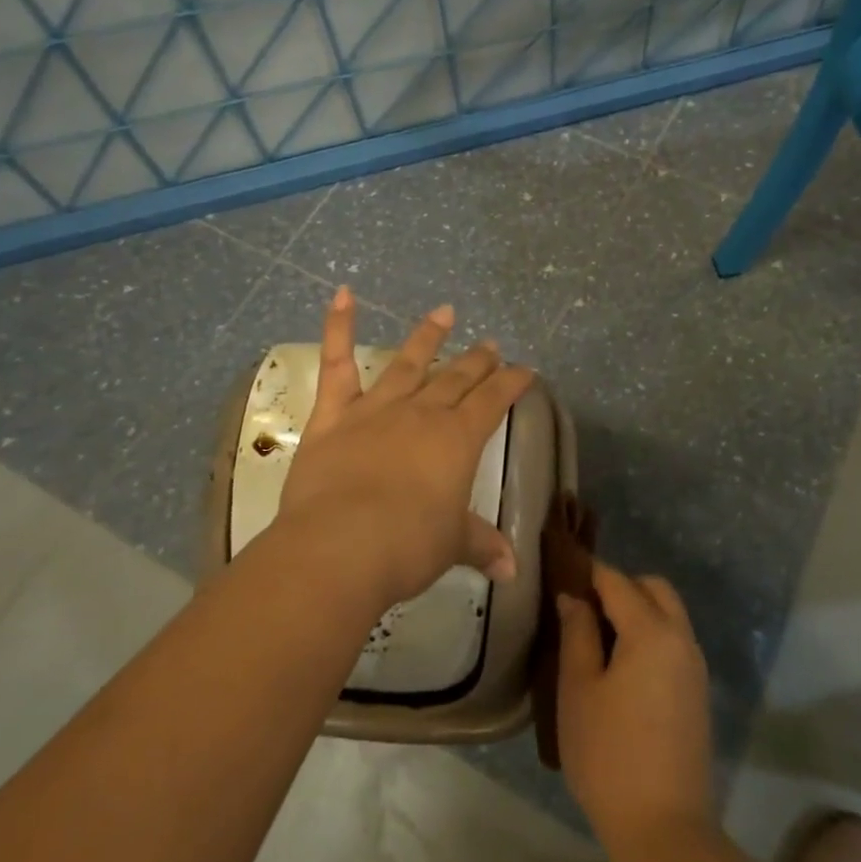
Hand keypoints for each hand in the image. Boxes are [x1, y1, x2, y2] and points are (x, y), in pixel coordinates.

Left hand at [275, 287, 535, 608]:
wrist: (341, 547)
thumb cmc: (407, 547)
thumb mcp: (452, 546)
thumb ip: (481, 545)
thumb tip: (512, 569)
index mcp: (458, 440)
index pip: (494, 401)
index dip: (512, 383)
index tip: (525, 370)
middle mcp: (423, 413)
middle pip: (457, 378)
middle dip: (478, 361)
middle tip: (491, 345)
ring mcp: (377, 408)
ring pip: (408, 361)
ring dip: (428, 335)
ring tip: (444, 313)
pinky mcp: (334, 414)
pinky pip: (337, 363)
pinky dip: (338, 325)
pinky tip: (342, 292)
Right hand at [556, 560, 713, 846]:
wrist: (664, 830)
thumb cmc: (609, 755)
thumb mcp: (578, 689)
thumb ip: (576, 633)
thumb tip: (574, 597)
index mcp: (652, 631)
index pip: (617, 581)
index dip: (588, 572)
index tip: (562, 572)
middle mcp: (681, 638)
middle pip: (653, 588)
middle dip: (620, 587)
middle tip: (583, 609)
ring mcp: (695, 667)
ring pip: (668, 614)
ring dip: (638, 610)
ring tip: (598, 638)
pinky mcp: (698, 693)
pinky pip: (674, 641)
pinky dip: (650, 635)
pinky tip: (622, 666)